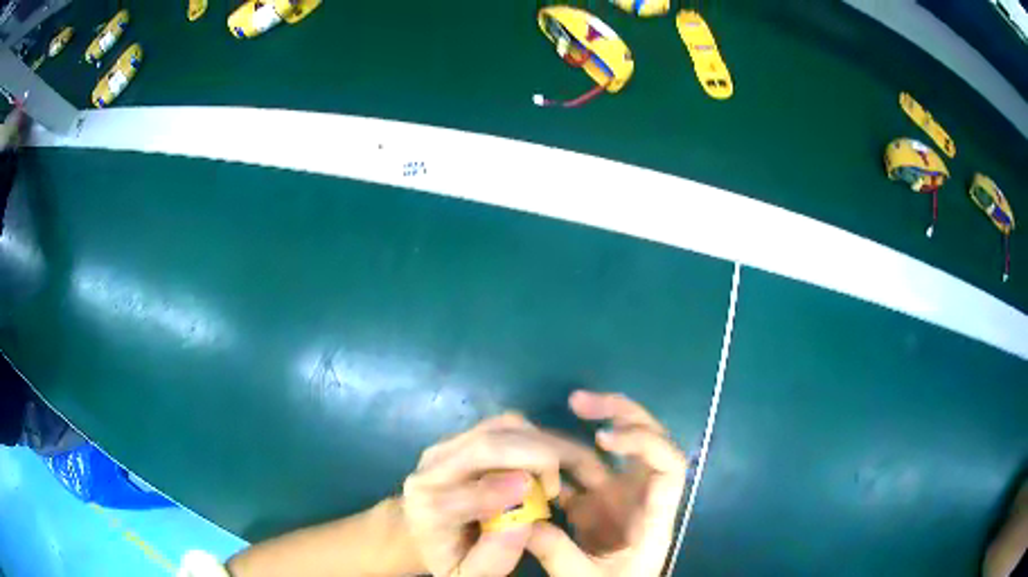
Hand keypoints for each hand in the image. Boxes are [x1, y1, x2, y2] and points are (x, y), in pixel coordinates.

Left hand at [402, 413, 601, 576]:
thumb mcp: (469, 572)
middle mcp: (431, 469)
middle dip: (534, 457)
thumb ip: (495, 554)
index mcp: (427, 509)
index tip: (546, 495)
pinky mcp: (462, 436)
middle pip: (484, 447)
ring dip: (538, 444)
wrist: (419, 530)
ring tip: (553, 477)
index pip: (462, 494)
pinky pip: (503, 425)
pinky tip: (545, 462)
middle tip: (557, 486)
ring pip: (498, 429)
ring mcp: (446, 446)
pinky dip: (533, 437)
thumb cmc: (450, 555)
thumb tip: (523, 522)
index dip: (503, 491)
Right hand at [529, 391, 687, 576]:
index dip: (643, 441)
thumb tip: (521, 519)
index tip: (601, 438)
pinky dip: (561, 464)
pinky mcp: (595, 507)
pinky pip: (580, 476)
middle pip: (648, 442)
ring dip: (586, 433)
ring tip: (558, 417)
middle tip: (578, 401)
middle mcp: (641, 498)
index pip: (669, 465)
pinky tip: (536, 458)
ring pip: (611, 456)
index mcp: (653, 516)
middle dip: (620, 414)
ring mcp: (618, 500)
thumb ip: (557, 552)